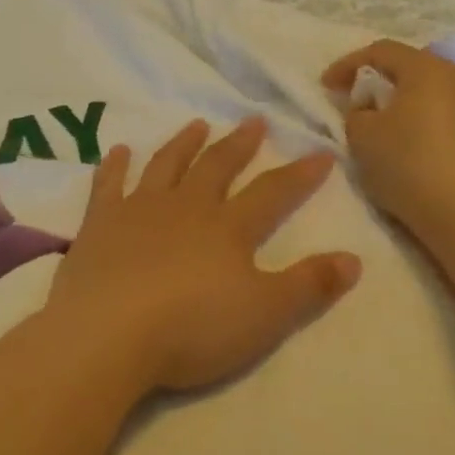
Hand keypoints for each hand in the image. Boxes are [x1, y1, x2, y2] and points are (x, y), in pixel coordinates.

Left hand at [43, 116, 360, 393]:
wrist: (108, 334)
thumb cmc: (192, 328)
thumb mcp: (265, 315)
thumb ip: (310, 285)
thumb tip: (354, 259)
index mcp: (228, 228)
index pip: (272, 192)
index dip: (300, 174)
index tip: (321, 153)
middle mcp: (186, 207)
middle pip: (217, 167)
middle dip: (239, 144)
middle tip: (254, 120)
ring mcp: (139, 210)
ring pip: (166, 165)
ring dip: (184, 143)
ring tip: (197, 124)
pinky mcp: (100, 223)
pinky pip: (108, 184)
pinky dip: (114, 166)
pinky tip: (118, 150)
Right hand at [323, 41, 454, 236]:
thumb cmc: (410, 164)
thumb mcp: (362, 137)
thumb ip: (356, 113)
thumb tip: (369, 111)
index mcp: (428, 68)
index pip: (381, 51)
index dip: (348, 64)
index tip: (326, 86)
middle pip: (414, 68)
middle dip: (383, 82)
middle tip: (360, 103)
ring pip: (438, 94)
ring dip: (411, 104)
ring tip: (391, 129)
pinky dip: (432, 126)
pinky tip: (421, 150)